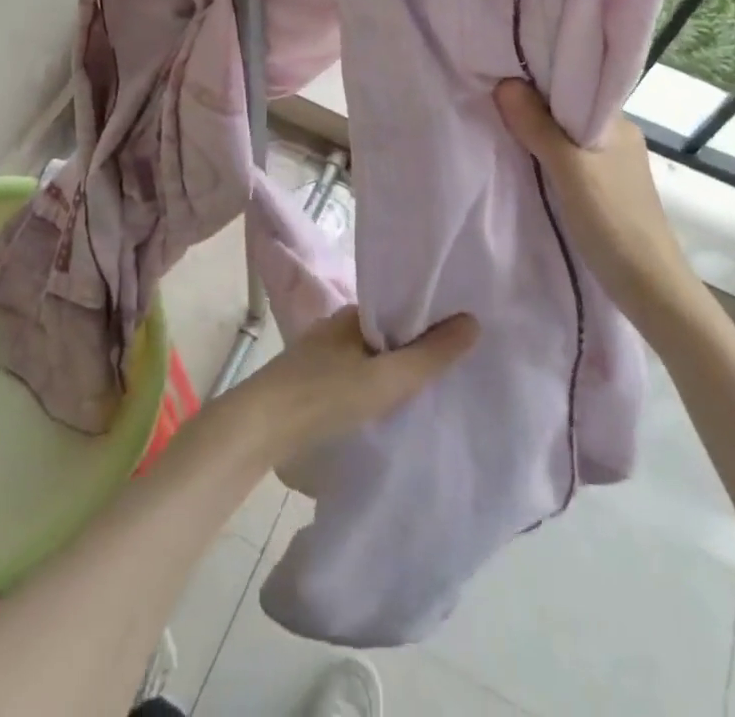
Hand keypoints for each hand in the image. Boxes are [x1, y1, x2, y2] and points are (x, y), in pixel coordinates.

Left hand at [235, 306, 478, 461]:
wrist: (260, 427)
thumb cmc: (326, 395)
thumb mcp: (387, 378)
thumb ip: (431, 355)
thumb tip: (474, 320)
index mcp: (353, 314)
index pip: (400, 308)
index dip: (429, 319)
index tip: (459, 335)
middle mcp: (336, 326)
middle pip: (385, 333)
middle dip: (413, 346)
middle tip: (450, 368)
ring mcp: (319, 354)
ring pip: (367, 356)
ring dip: (391, 368)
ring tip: (423, 389)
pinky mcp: (308, 381)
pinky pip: (352, 375)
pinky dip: (371, 384)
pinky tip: (383, 405)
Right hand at [495, 79, 707, 338]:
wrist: (651, 289)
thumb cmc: (613, 223)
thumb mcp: (570, 171)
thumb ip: (539, 128)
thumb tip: (504, 82)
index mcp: (617, 124)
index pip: (576, 85)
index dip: (540, 77)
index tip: (502, 72)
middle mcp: (617, 138)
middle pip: (567, 111)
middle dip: (533, 106)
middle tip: (491, 99)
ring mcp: (612, 167)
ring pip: (566, 137)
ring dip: (538, 134)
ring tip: (500, 127)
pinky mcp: (604, 192)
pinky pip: (568, 161)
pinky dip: (546, 158)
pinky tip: (524, 163)